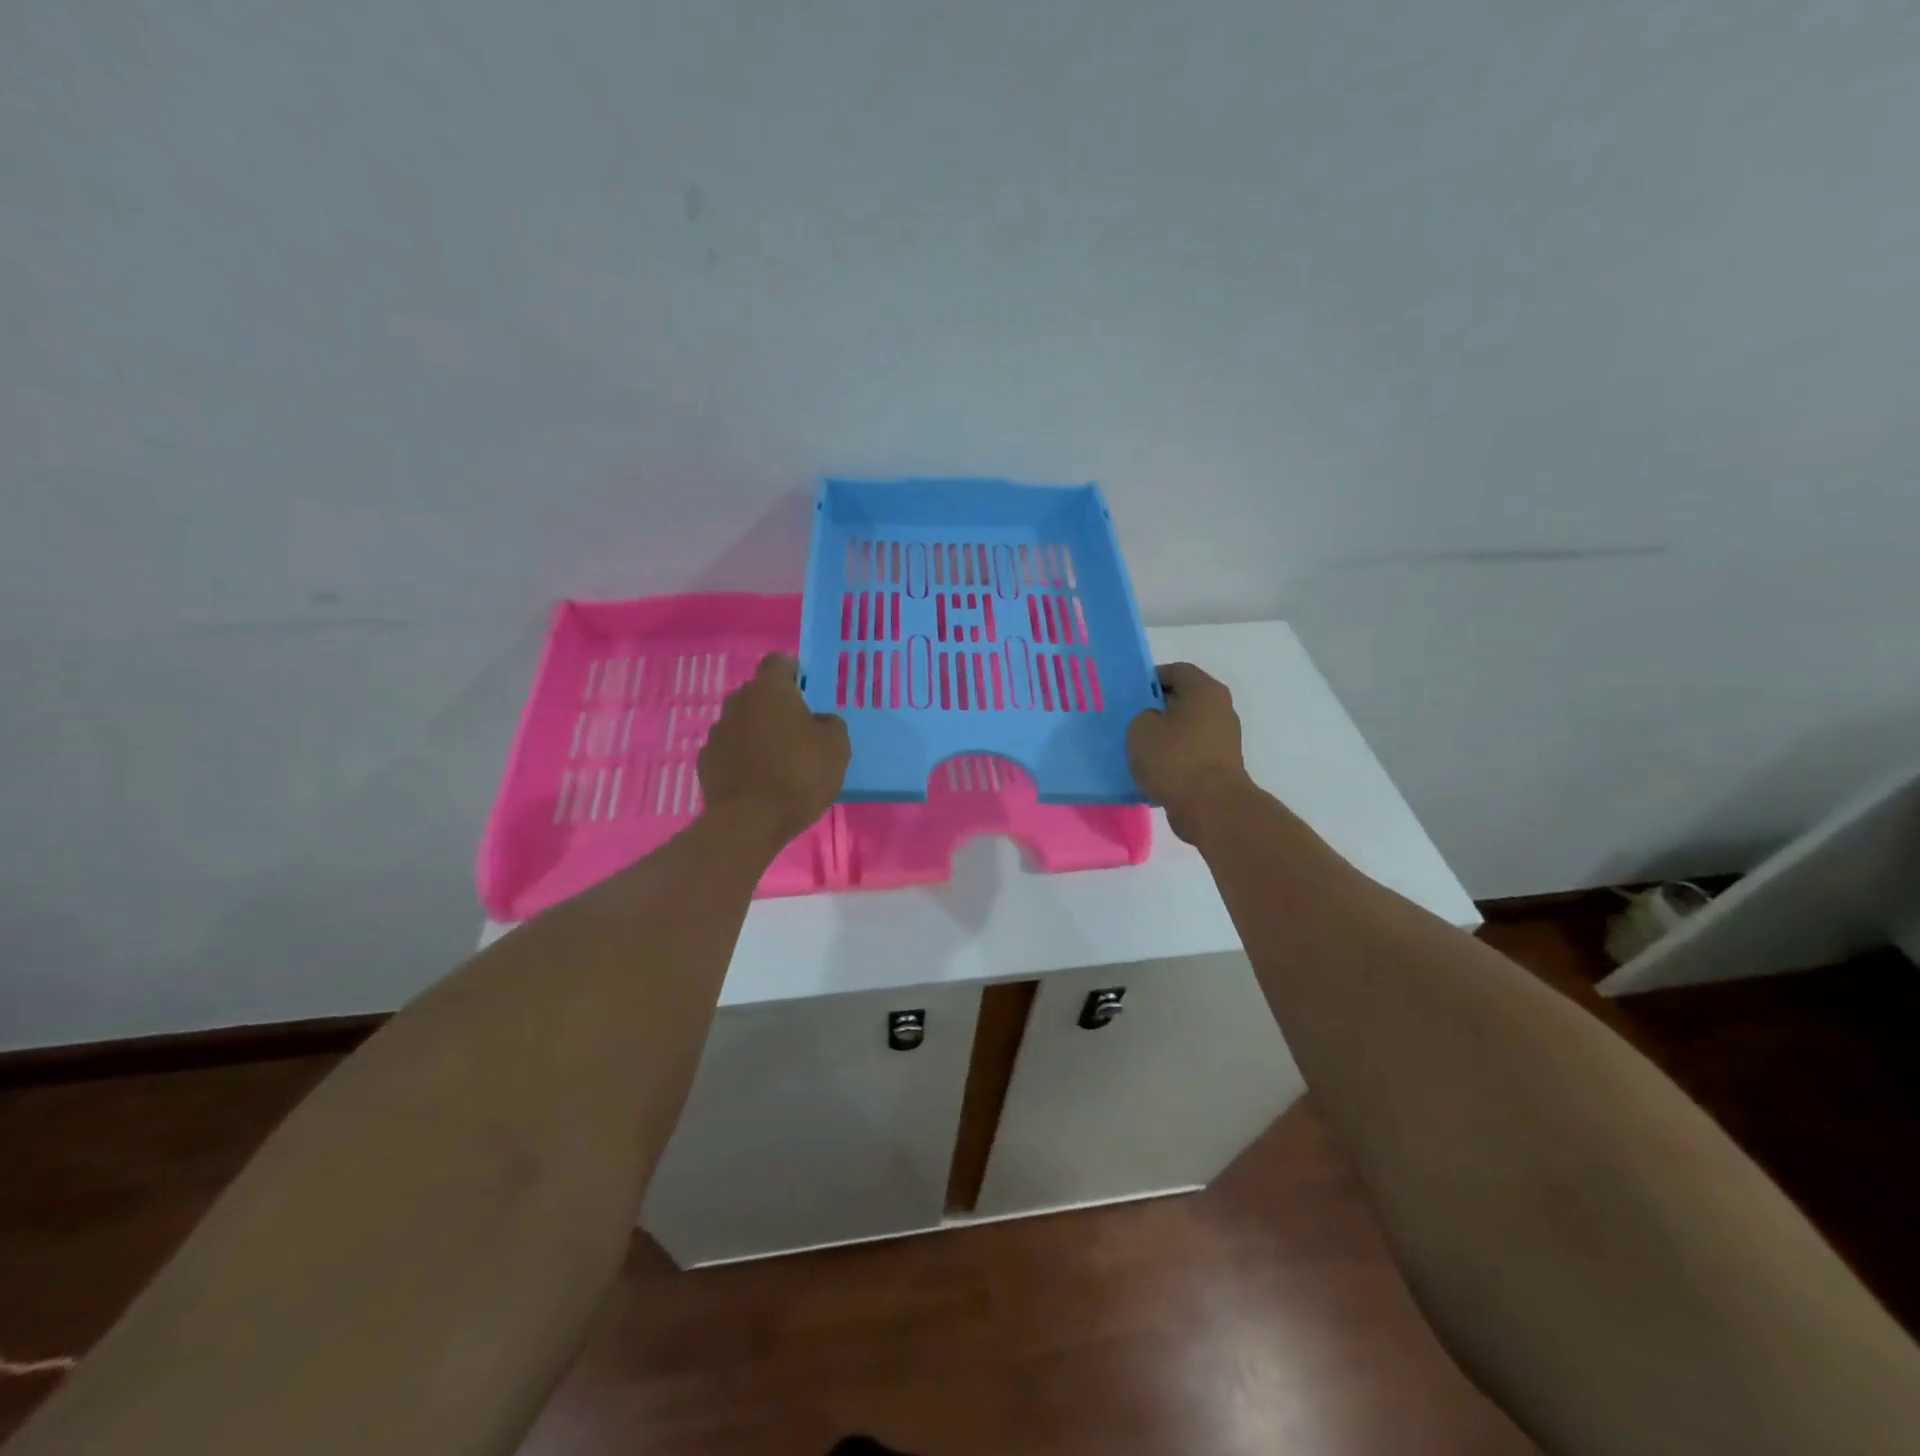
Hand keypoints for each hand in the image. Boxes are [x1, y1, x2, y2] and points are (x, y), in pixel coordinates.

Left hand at [699, 654, 850, 852]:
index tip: (807, 692)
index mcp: (770, 690)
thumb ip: (830, 724)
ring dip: (758, 734)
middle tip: (798, 731)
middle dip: (776, 707)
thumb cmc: (800, 775)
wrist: (749, 822)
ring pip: (743, 723)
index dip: (794, 673)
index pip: (779, 662)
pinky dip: (742, 759)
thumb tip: (819, 722)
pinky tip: (758, 781)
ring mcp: (717, 732)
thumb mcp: (837, 747)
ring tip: (778, 761)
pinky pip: (730, 751)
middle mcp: (738, 702)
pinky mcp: (706, 761)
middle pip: (759, 694)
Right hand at [1127, 662, 1251, 843]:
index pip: (1176, 670)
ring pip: (1186, 729)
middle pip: (1183, 700)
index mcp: (1205, 690)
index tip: (1129, 695)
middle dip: (1156, 709)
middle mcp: (1220, 710)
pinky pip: (1190, 754)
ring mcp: (1223, 740)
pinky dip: (1173, 759)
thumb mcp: (1141, 728)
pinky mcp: (1220, 767)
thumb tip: (1154, 722)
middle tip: (1129, 721)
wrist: (1209, 807)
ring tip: (1138, 749)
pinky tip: (1153, 772)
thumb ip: (1143, 715)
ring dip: (1164, 737)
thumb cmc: (1174, 758)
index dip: (1149, 679)